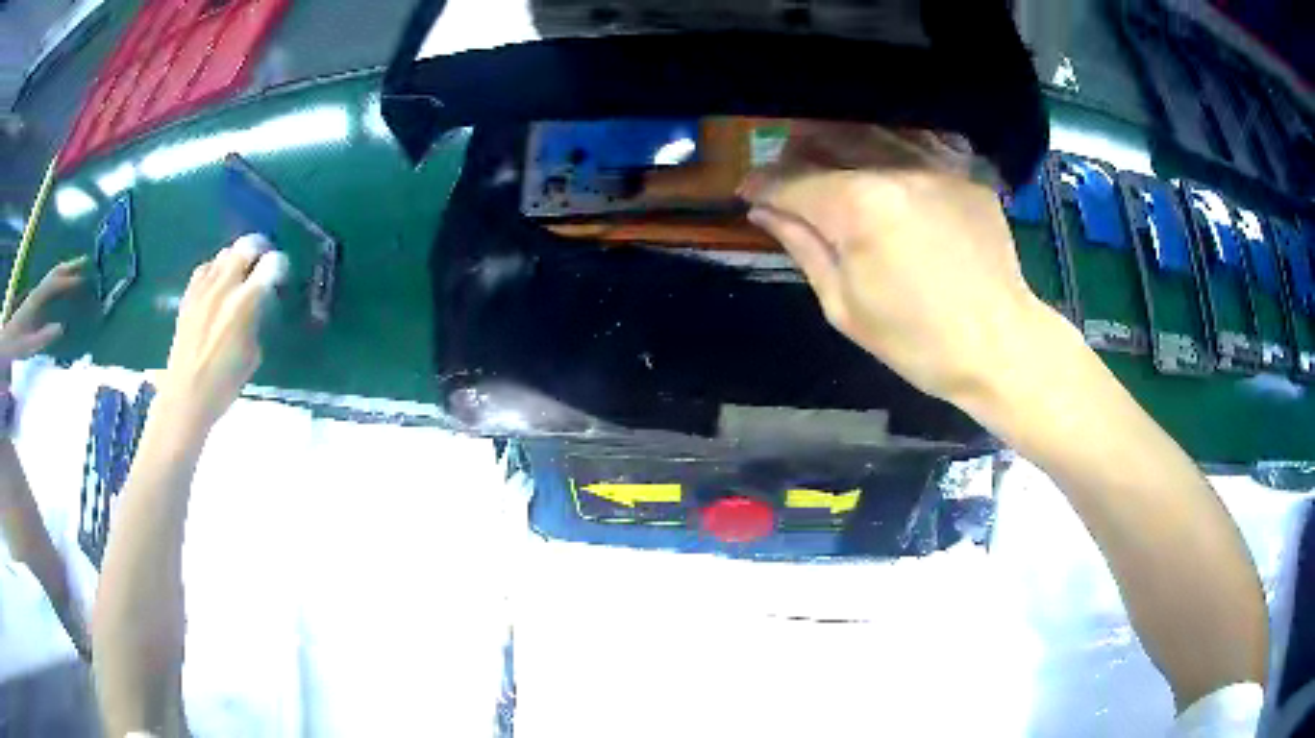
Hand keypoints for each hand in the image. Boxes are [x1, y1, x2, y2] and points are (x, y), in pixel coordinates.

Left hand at [0, 257, 86, 365]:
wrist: (7, 342)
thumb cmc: (17, 346)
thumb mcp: (29, 346)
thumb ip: (43, 337)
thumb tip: (61, 327)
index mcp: (36, 301)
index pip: (54, 285)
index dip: (68, 281)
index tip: (83, 280)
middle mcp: (37, 293)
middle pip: (54, 274)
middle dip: (69, 267)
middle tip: (86, 262)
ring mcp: (35, 296)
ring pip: (52, 277)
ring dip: (65, 272)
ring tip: (79, 271)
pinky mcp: (35, 302)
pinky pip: (50, 287)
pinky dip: (59, 281)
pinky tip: (64, 287)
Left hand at [158, 234, 286, 431]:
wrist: (186, 395)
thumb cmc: (225, 383)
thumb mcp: (253, 353)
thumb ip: (257, 319)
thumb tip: (258, 302)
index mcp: (245, 303)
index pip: (272, 264)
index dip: (281, 265)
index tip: (282, 276)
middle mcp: (225, 286)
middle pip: (247, 245)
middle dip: (260, 249)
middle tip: (264, 261)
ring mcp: (204, 287)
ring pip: (226, 252)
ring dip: (237, 258)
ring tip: (241, 273)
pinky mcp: (189, 293)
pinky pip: (206, 267)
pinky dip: (216, 269)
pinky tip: (218, 284)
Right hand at [740, 122, 1047, 404]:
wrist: (998, 345)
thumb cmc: (916, 341)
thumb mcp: (844, 305)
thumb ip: (802, 246)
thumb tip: (764, 210)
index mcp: (858, 207)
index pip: (791, 180)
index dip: (761, 184)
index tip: (748, 192)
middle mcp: (894, 168)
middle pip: (827, 138)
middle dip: (794, 152)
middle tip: (785, 176)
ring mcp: (935, 164)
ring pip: (870, 130)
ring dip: (838, 141)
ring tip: (828, 163)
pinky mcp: (964, 172)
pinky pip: (915, 142)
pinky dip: (888, 146)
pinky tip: (882, 164)